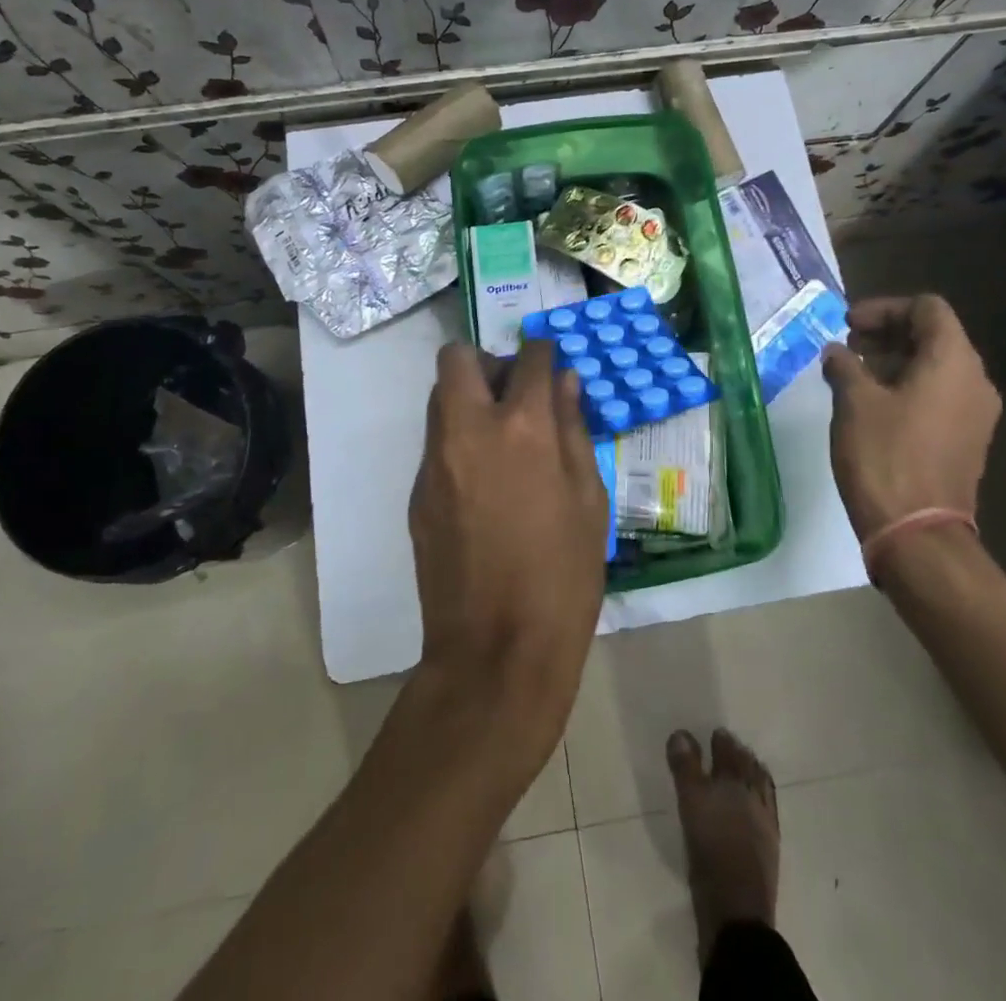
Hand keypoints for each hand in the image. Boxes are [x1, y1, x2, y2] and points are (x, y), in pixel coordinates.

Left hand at [408, 340, 609, 764]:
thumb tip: (564, 383)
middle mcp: (468, 430)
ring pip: (441, 399)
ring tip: (503, 439)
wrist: (496, 652)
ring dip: (470, 399)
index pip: (529, 358)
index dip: (545, 353)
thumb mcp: (589, 500)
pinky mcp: (416, 493)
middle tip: (516, 395)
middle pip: (458, 359)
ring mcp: (434, 462)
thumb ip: (574, 430)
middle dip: (488, 362)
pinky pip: (437, 444)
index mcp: (522, 428)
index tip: (552, 366)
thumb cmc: (563, 576)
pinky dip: (460, 441)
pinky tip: (486, 485)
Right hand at [821, 294, 1000, 551]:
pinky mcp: (966, 440)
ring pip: (936, 367)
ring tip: (853, 375)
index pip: (927, 309)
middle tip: (846, 347)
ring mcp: (975, 414)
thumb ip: (845, 365)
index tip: (848, 325)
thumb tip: (837, 353)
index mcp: (953, 362)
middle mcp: (974, 381)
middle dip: (887, 334)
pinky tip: (872, 405)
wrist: (917, 533)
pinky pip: (939, 396)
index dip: (885, 308)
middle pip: (934, 336)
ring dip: (894, 362)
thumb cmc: (884, 456)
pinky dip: (907, 387)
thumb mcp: (854, 402)